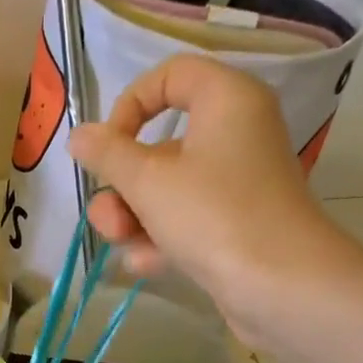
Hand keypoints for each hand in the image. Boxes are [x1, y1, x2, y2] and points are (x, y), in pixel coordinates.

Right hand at [68, 54, 362, 347]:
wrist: (282, 287)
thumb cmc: (214, 216)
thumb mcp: (147, 181)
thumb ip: (107, 154)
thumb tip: (79, 135)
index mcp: (226, 101)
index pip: (170, 76)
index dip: (130, 104)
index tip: (107, 146)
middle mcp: (235, 135)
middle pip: (159, 145)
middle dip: (122, 186)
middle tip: (108, 218)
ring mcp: (235, 184)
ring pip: (166, 190)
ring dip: (134, 218)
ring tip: (126, 246)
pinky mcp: (233, 226)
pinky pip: (185, 221)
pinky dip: (162, 239)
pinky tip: (148, 265)